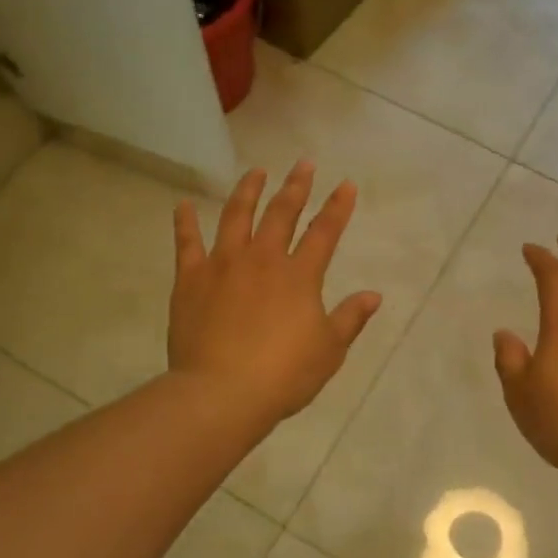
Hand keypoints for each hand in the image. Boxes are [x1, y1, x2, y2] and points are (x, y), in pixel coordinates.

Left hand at [169, 161, 381, 424]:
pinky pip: (187, 243)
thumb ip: (351, 318)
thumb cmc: (283, 375)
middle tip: (303, 164)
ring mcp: (223, 265)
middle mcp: (262, 259)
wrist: (221, 393)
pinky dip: (184, 222)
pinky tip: (183, 206)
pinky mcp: (191, 279)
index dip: (338, 207)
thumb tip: (374, 295)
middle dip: (295, 186)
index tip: (346, 184)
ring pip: (236, 216)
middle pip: (281, 213)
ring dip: (247, 191)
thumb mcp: (329, 351)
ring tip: (255, 172)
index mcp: (299, 276)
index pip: (324, 232)